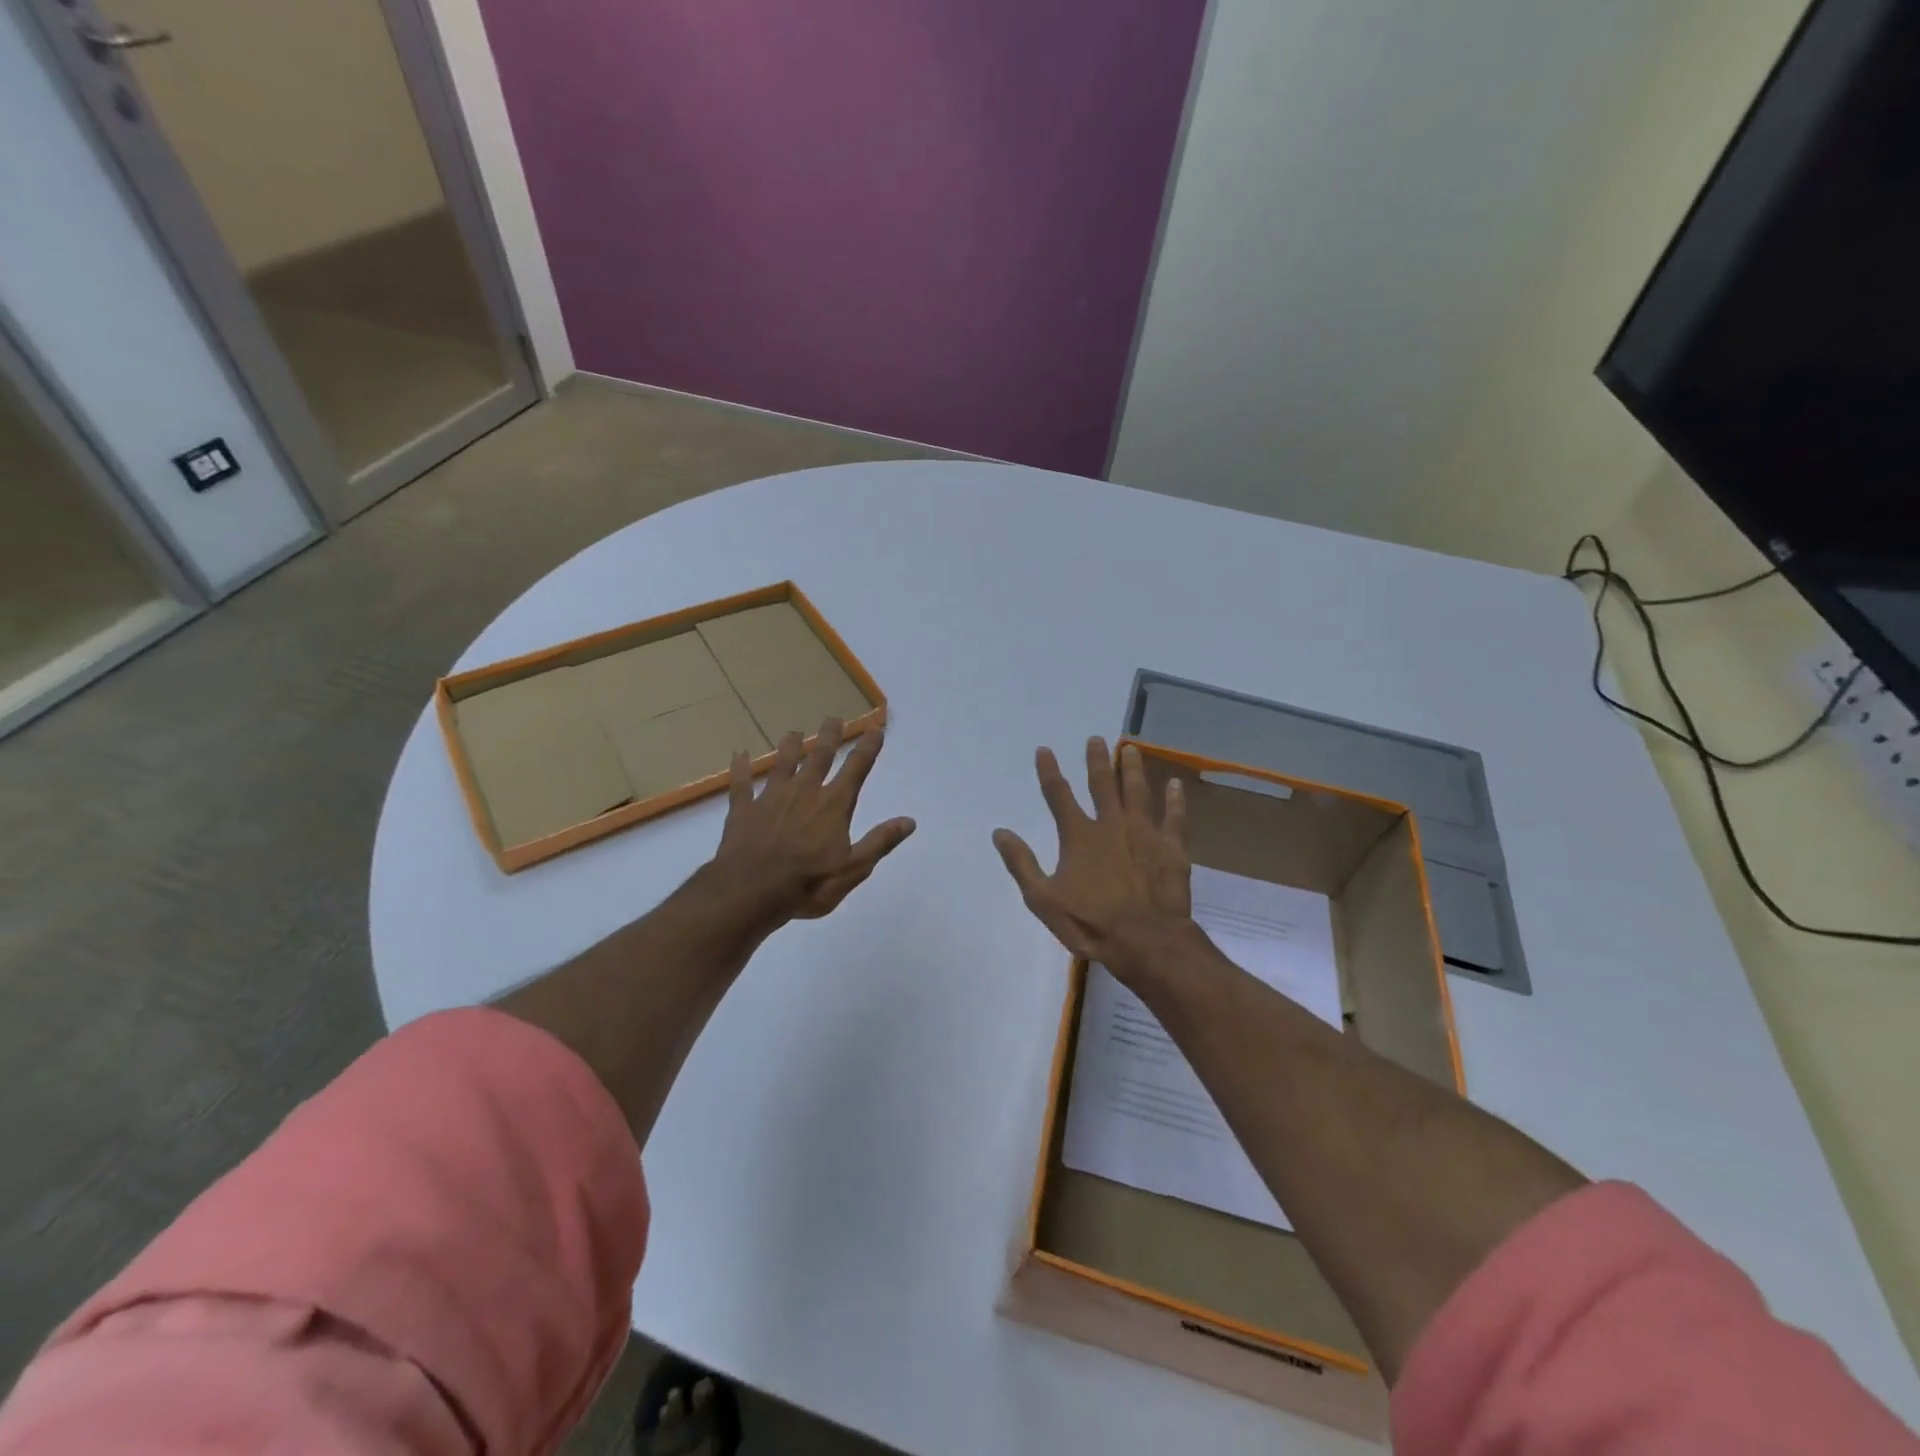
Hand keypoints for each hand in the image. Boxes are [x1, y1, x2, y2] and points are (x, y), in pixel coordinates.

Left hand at [712, 718, 915, 923]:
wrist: (751, 891)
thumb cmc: (808, 884)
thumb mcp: (854, 869)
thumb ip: (880, 842)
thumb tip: (909, 821)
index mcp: (834, 805)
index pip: (856, 769)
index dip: (868, 747)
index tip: (876, 728)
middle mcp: (804, 792)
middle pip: (819, 756)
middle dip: (829, 736)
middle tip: (834, 718)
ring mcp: (771, 798)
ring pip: (782, 764)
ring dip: (789, 746)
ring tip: (793, 733)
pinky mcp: (743, 809)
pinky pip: (741, 784)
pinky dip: (740, 768)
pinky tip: (738, 754)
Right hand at [992, 738, 1194, 983]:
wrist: (1147, 942)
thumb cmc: (1091, 923)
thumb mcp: (1043, 899)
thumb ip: (1022, 863)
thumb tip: (1000, 832)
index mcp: (1079, 836)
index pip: (1058, 795)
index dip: (1049, 771)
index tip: (1044, 749)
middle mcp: (1111, 825)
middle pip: (1102, 784)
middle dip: (1097, 760)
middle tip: (1096, 739)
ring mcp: (1144, 833)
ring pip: (1137, 792)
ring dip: (1132, 769)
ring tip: (1130, 748)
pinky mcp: (1171, 848)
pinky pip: (1174, 817)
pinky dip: (1175, 800)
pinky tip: (1175, 784)